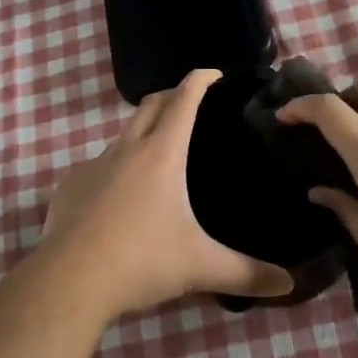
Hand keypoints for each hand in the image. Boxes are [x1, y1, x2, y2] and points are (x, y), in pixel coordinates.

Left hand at [41, 69, 296, 318]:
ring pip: (122, 135)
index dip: (200, 80)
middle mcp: (126, 150)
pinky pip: (97, 166)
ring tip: (159, 153)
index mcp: (161, 154)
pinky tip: (120, 196)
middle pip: (150, 105)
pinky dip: (114, 168)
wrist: (69, 281)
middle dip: (171, 95)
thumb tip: (289, 284)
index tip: (213, 73)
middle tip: (190, 103)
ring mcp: (93, 166)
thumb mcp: (200, 267)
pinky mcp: (69, 186)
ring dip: (142, 132)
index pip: (183, 101)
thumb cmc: (141, 261)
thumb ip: (246, 273)